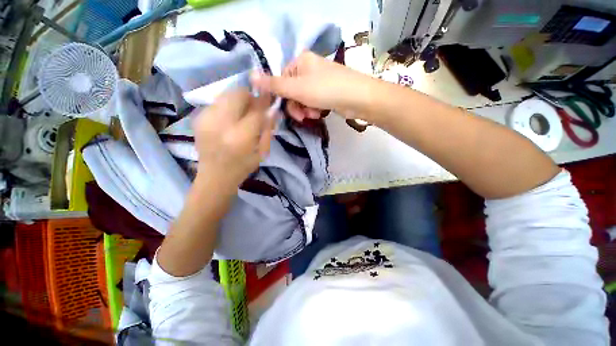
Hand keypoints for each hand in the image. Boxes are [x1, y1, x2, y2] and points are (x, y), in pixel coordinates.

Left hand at [193, 89, 273, 189]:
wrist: (214, 176)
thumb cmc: (243, 166)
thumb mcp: (262, 152)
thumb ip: (268, 129)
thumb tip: (272, 109)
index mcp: (240, 136)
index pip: (256, 110)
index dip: (265, 101)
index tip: (270, 97)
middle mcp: (221, 124)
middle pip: (238, 94)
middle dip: (250, 97)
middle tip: (255, 107)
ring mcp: (206, 119)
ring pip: (226, 94)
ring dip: (238, 100)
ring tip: (242, 113)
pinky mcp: (198, 118)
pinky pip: (217, 102)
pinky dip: (227, 106)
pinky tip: (230, 119)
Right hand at [251, 52, 375, 121]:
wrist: (358, 98)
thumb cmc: (326, 90)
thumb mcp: (297, 88)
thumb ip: (274, 85)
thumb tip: (250, 75)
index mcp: (300, 61)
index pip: (281, 80)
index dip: (282, 97)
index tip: (286, 109)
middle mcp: (309, 69)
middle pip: (292, 91)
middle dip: (296, 106)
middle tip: (302, 115)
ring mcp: (319, 81)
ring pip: (302, 99)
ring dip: (305, 110)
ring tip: (314, 114)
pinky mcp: (327, 92)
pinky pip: (313, 102)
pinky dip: (314, 110)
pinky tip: (320, 114)